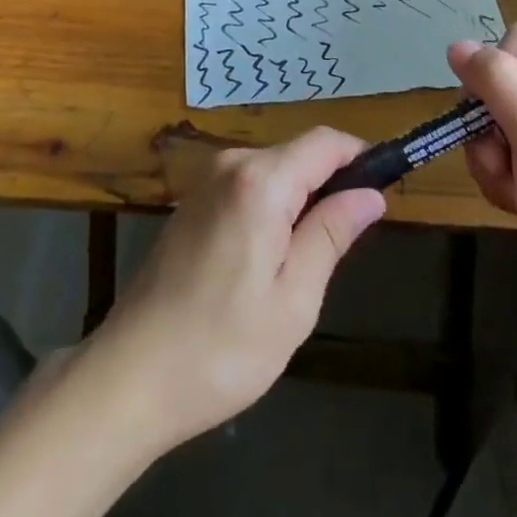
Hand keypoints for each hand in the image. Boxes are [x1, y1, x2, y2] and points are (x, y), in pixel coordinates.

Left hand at [85, 127, 385, 451]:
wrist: (130, 374)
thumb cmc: (222, 347)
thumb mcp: (293, 300)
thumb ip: (331, 235)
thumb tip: (372, 195)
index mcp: (260, 181)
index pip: (324, 142)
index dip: (360, 156)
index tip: (386, 187)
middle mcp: (232, 164)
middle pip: (298, 153)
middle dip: (330, 184)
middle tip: (346, 246)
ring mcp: (207, 181)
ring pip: (274, 171)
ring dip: (300, 200)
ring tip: (306, 263)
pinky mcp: (193, 201)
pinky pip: (248, 186)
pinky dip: (272, 207)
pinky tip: (267, 260)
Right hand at [448, 24, 516, 361]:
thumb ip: (501, 84)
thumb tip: (457, 46)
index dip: (500, 72)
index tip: (501, 115)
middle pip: (500, 80)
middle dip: (490, 122)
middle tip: (505, 157)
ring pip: (491, 117)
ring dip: (489, 154)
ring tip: (513, 188)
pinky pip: (496, 150)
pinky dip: (496, 175)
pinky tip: (515, 203)